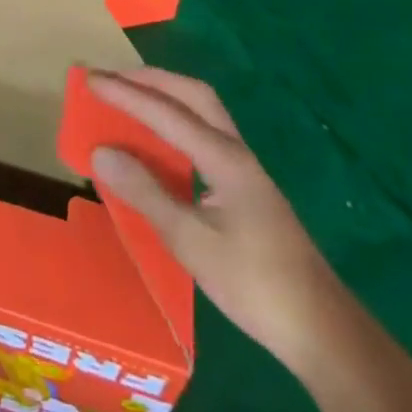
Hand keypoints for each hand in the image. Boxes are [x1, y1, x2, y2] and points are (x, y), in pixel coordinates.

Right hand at [88, 69, 347, 374]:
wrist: (322, 331)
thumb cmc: (254, 284)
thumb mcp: (190, 241)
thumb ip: (145, 192)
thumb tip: (101, 150)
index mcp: (223, 158)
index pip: (165, 112)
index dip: (125, 94)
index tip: (90, 80)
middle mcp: (235, 151)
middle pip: (192, 94)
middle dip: (150, 79)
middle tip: (111, 79)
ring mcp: (244, 169)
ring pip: (202, 112)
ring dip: (165, 96)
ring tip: (129, 99)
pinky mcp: (246, 188)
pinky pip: (204, 134)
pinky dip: (176, 122)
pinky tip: (160, 144)